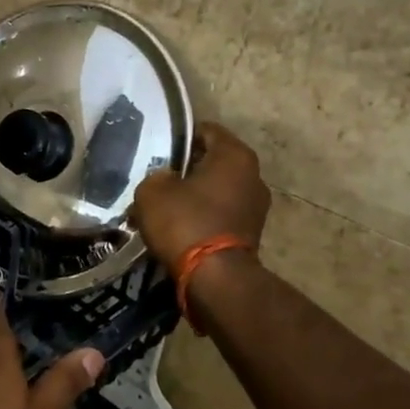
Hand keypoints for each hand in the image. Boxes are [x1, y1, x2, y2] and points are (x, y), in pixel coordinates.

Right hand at [129, 121, 270, 267]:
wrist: (215, 278)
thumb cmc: (185, 222)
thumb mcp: (152, 191)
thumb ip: (156, 176)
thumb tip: (165, 180)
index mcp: (235, 155)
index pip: (207, 130)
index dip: (181, 137)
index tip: (160, 148)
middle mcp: (254, 175)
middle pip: (214, 162)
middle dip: (187, 170)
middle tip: (159, 179)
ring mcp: (257, 207)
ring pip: (217, 191)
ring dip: (195, 197)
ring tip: (166, 208)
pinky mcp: (252, 234)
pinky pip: (221, 215)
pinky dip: (203, 218)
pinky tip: (179, 229)